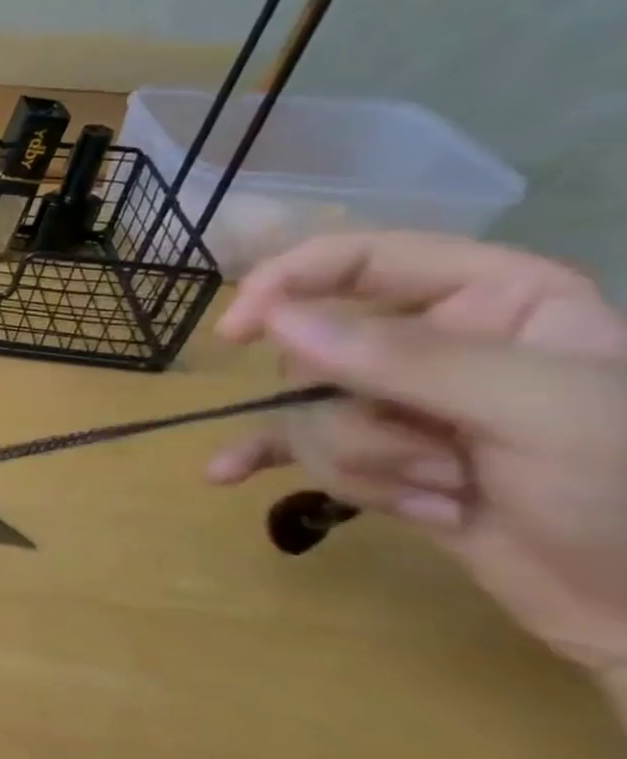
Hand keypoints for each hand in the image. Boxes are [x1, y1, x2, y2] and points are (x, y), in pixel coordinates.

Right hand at [206, 231, 626, 673]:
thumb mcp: (533, 410)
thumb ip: (405, 357)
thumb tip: (275, 319)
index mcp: (491, 300)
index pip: (362, 260)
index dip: (290, 283)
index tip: (238, 330)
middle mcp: (434, 343)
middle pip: (320, 354)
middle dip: (359, 418)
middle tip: (439, 460)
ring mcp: (399, 405)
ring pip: (308, 412)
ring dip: (361, 464)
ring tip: (444, 499)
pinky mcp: (375, 458)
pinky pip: (291, 448)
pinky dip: (261, 460)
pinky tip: (225, 473)